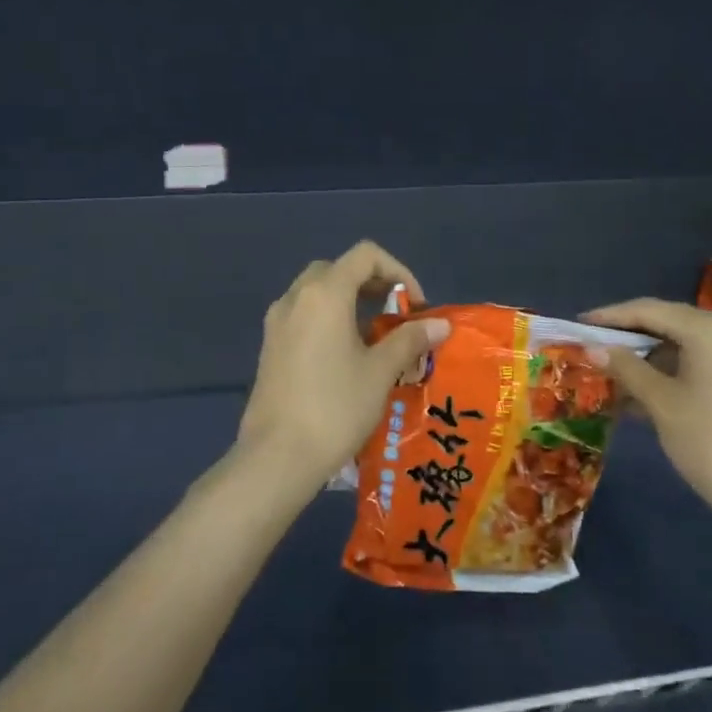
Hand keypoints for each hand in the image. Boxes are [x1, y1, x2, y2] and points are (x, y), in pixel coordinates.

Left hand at [238, 242, 450, 490]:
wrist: (278, 456)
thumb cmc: (335, 407)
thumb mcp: (381, 372)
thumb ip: (410, 340)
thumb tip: (441, 324)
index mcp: (324, 294)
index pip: (365, 255)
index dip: (398, 271)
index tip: (415, 306)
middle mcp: (295, 298)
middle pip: (338, 269)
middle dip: (372, 284)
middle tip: (396, 315)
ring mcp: (277, 323)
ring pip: (316, 292)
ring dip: (349, 302)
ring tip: (376, 337)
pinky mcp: (270, 347)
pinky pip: (303, 316)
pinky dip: (328, 320)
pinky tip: (346, 356)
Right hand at [582, 298, 711, 530]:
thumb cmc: (709, 440)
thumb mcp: (660, 402)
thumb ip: (626, 368)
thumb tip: (593, 347)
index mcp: (710, 329)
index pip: (649, 310)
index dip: (610, 316)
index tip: (579, 324)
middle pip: (668, 324)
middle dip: (628, 338)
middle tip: (592, 348)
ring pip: (683, 348)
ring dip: (647, 361)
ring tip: (611, 377)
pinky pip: (699, 366)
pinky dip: (669, 375)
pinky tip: (641, 396)